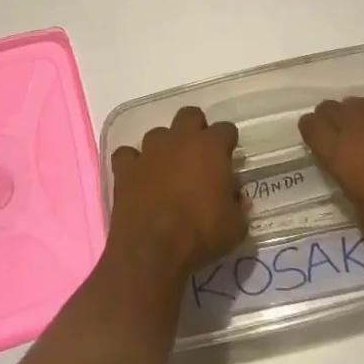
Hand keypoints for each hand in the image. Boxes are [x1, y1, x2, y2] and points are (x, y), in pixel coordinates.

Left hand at [107, 106, 246, 278]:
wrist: (152, 248)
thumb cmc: (200, 234)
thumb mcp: (235, 227)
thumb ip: (238, 206)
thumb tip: (235, 197)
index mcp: (211, 147)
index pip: (226, 129)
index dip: (228, 142)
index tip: (229, 157)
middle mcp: (180, 139)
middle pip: (190, 115)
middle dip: (195, 129)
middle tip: (199, 155)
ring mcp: (149, 150)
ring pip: (158, 134)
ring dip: (164, 147)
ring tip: (167, 169)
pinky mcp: (125, 167)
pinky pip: (127, 154)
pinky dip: (133, 163)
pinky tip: (137, 176)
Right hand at [300, 97, 363, 261]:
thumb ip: (353, 187)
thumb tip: (354, 177)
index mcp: (342, 152)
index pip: (312, 126)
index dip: (310, 130)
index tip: (312, 137)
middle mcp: (363, 127)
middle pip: (334, 108)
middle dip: (331, 118)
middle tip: (336, 134)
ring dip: (360, 116)